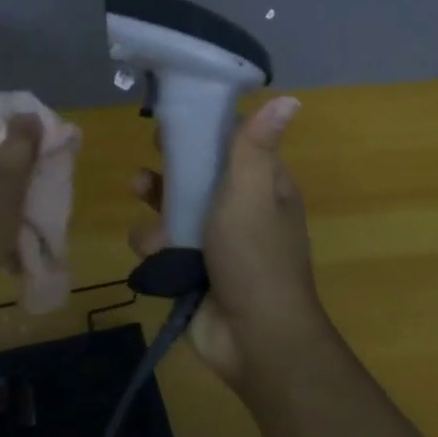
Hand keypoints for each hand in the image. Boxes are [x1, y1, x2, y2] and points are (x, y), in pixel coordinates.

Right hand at [129, 95, 330, 385]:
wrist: (253, 338)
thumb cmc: (254, 257)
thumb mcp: (252, 193)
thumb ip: (254, 146)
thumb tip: (289, 98)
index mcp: (262, 185)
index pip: (232, 142)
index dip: (204, 127)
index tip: (175, 116)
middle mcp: (238, 208)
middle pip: (196, 172)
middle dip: (170, 168)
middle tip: (150, 164)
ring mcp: (212, 239)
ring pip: (171, 207)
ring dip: (156, 209)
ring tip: (148, 213)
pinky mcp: (189, 266)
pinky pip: (161, 243)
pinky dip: (155, 247)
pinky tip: (157, 255)